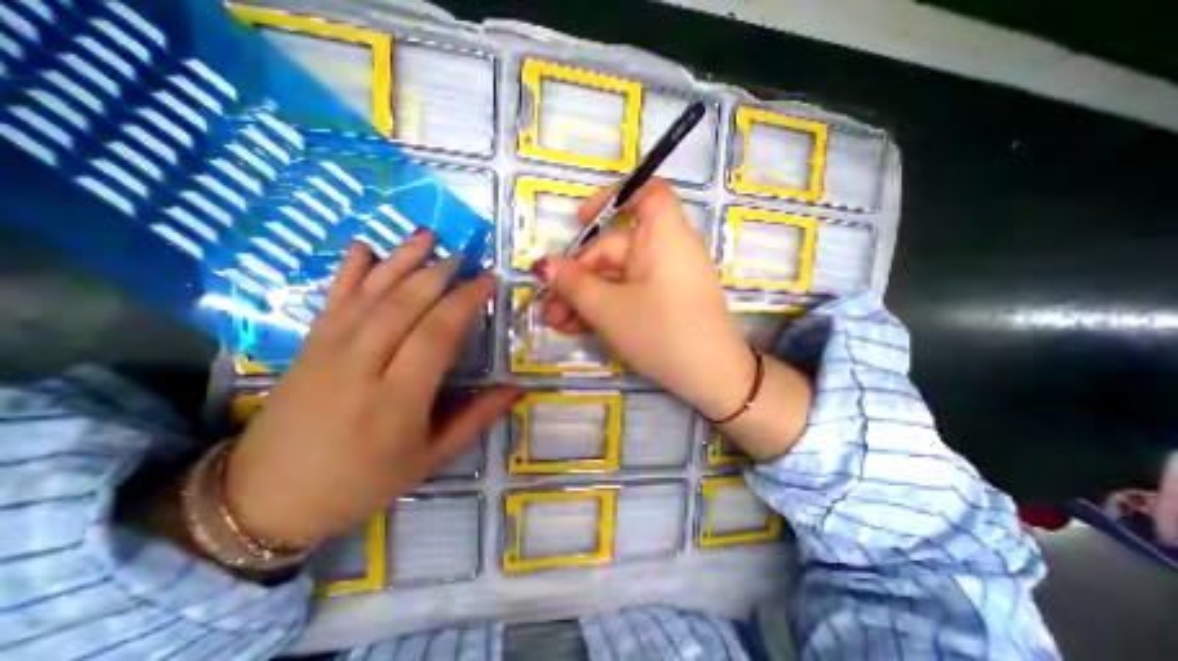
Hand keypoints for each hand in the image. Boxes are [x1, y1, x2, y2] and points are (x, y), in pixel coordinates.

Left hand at [226, 235, 519, 543]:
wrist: (264, 501)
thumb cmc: (362, 482)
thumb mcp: (430, 458)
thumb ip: (477, 419)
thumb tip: (518, 390)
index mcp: (396, 400)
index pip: (437, 334)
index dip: (465, 301)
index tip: (488, 281)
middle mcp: (361, 366)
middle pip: (404, 305)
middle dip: (439, 273)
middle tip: (467, 256)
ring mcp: (328, 351)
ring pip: (371, 293)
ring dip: (402, 260)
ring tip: (428, 236)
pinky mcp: (307, 345)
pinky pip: (333, 298)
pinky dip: (350, 269)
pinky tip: (366, 246)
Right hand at [538, 179, 814, 461]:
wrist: (711, 379)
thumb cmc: (660, 333)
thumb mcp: (608, 309)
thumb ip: (573, 283)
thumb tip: (543, 265)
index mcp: (663, 235)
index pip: (646, 193)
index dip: (613, 197)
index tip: (581, 221)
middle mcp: (668, 249)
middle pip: (615, 249)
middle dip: (578, 277)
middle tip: (549, 305)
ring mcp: (667, 276)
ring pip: (618, 276)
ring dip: (586, 297)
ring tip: (558, 323)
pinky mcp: (666, 299)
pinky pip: (631, 292)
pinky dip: (606, 305)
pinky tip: (578, 326)